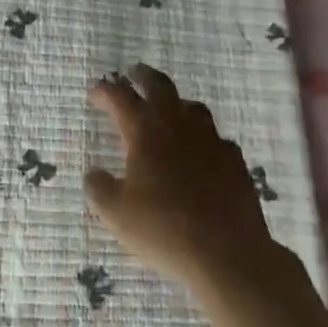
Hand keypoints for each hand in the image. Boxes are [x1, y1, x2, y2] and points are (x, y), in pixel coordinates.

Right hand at [86, 64, 276, 292]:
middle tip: (134, 73)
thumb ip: (99, 189)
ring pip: (192, 107)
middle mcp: (177, 124)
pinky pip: (216, 138)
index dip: (104, 91)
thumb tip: (93, 174)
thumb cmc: (164, 230)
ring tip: (169, 111)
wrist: (227, 253)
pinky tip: (202, 153)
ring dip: (176, 103)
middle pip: (159, 86)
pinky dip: (204, 138)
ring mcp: (210, 139)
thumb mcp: (116, 215)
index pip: (119, 97)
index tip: (94, 93)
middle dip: (143, 76)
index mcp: (144, 131)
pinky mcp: (234, 160)